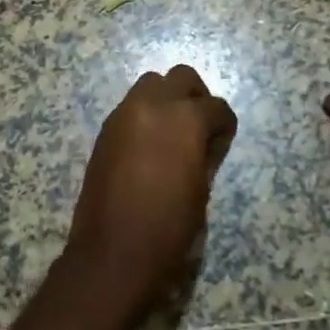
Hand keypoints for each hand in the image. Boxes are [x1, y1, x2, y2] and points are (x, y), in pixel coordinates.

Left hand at [66, 66, 237, 308]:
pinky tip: (148, 146)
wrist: (112, 252)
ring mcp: (124, 113)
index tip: (222, 143)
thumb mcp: (201, 192)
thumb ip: (206, 155)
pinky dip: (145, 115)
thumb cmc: (168, 229)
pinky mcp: (105, 129)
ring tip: (171, 134)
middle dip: (195, 97)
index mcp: (185, 119)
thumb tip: (207, 142)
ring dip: (166, 100)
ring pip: (151, 84)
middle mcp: (153, 105)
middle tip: (199, 128)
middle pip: (181, 77)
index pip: (216, 107)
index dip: (224, 126)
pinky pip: (131, 106)